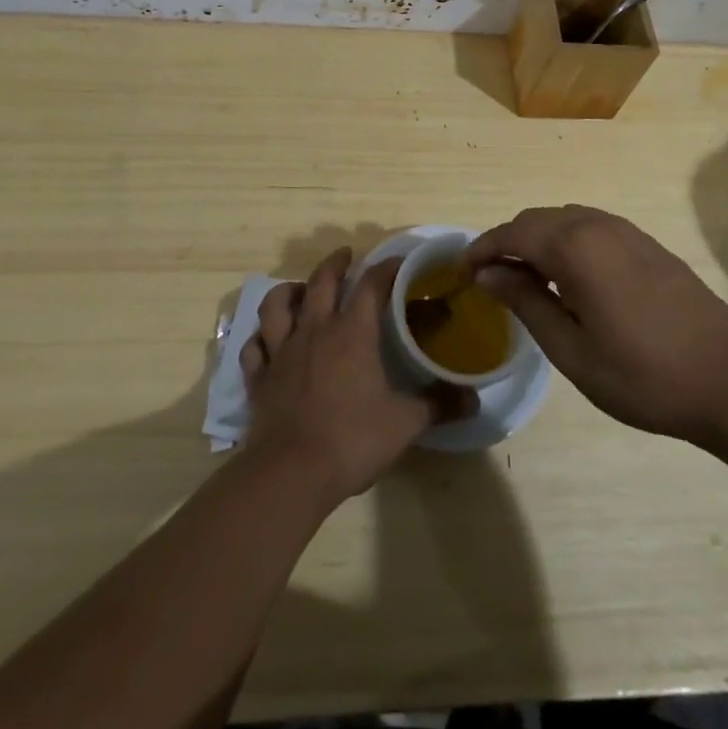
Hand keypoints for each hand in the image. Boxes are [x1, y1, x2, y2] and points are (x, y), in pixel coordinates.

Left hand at [241, 249, 471, 504]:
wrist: (290, 473)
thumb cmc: (351, 440)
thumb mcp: (405, 423)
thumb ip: (438, 405)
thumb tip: (474, 400)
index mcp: (352, 333)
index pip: (371, 285)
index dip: (386, 268)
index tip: (399, 261)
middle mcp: (314, 330)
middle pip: (321, 281)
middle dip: (335, 263)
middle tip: (346, 255)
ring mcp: (281, 352)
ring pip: (277, 304)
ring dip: (289, 290)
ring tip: (300, 289)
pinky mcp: (259, 378)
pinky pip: (253, 347)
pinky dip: (260, 338)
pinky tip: (266, 340)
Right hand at [464, 205, 727, 447]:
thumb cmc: (644, 374)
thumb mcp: (572, 349)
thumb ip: (526, 302)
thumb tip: (488, 273)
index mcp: (574, 246)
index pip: (512, 233)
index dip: (482, 249)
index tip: (462, 274)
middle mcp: (597, 225)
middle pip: (536, 220)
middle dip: (507, 243)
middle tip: (490, 281)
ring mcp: (626, 231)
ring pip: (564, 220)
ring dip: (537, 241)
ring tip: (526, 280)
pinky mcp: (647, 244)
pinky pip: (591, 228)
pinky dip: (566, 242)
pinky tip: (570, 279)